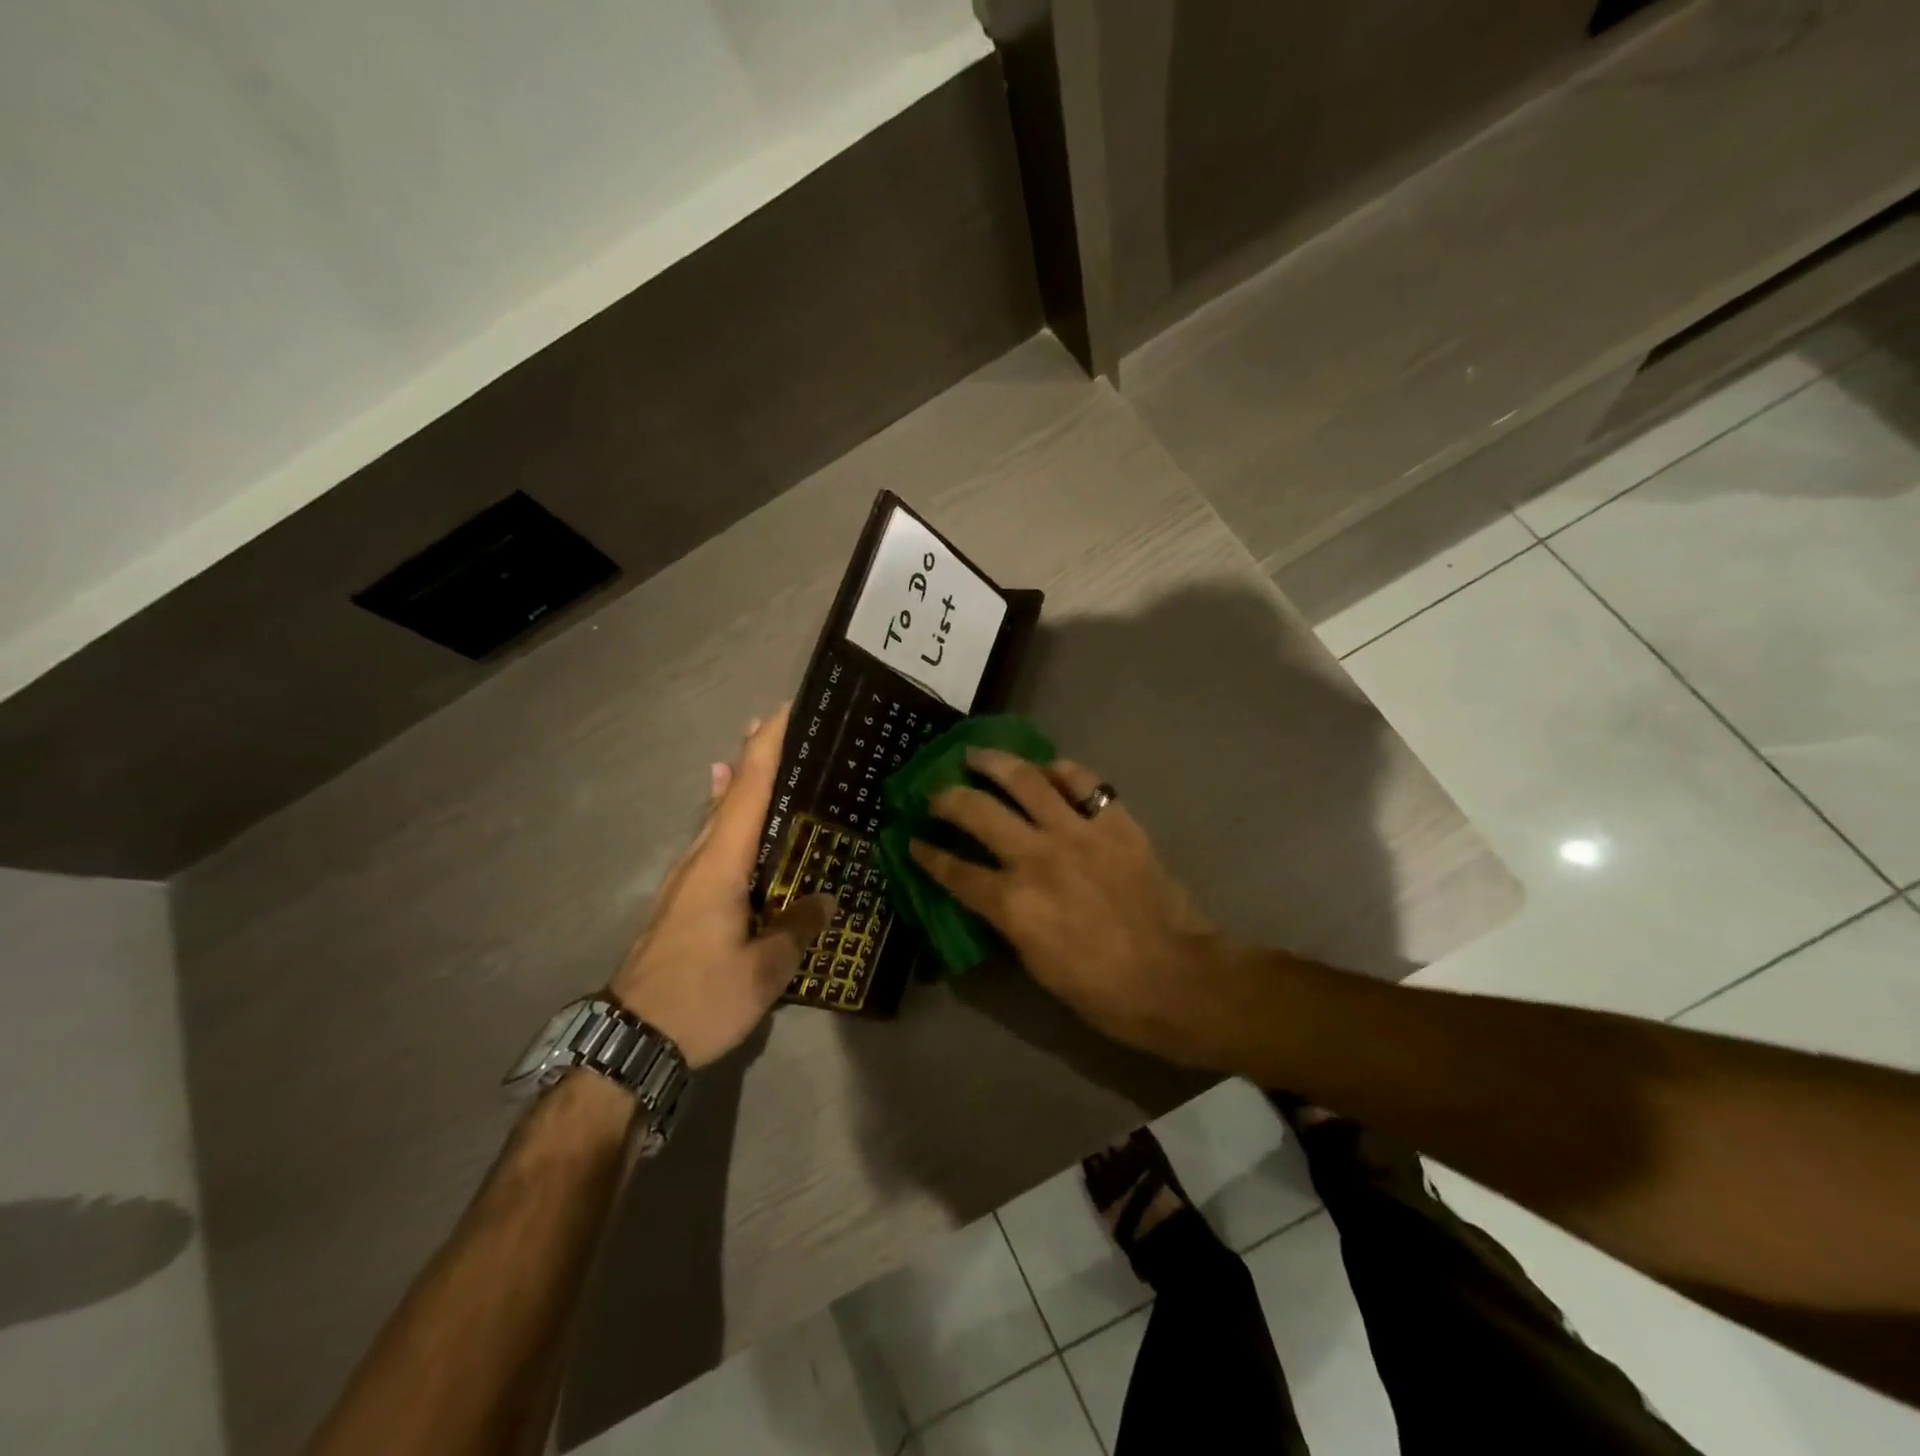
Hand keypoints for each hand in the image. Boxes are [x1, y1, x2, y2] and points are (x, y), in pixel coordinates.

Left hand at [611, 706, 833, 1068]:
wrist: (629, 1041)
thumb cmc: (698, 1000)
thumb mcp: (763, 972)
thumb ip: (796, 929)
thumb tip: (825, 900)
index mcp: (720, 866)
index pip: (747, 792)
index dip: (765, 748)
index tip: (784, 711)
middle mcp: (699, 861)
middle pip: (728, 795)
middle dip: (753, 756)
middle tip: (783, 727)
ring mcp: (686, 880)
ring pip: (716, 817)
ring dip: (738, 783)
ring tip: (758, 756)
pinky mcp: (683, 901)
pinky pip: (711, 843)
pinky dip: (726, 817)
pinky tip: (731, 822)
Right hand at [909, 749, 1230, 1065]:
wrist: (1175, 978)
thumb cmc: (1102, 990)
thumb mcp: (1036, 963)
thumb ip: (1008, 918)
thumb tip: (991, 891)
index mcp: (1014, 903)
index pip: (955, 871)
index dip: (928, 855)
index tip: (913, 841)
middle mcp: (1037, 857)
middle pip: (978, 812)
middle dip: (947, 798)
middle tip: (936, 791)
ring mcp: (1078, 833)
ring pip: (1025, 780)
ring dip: (994, 762)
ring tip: (977, 754)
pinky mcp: (1115, 822)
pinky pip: (1083, 781)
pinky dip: (1061, 770)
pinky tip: (1048, 768)